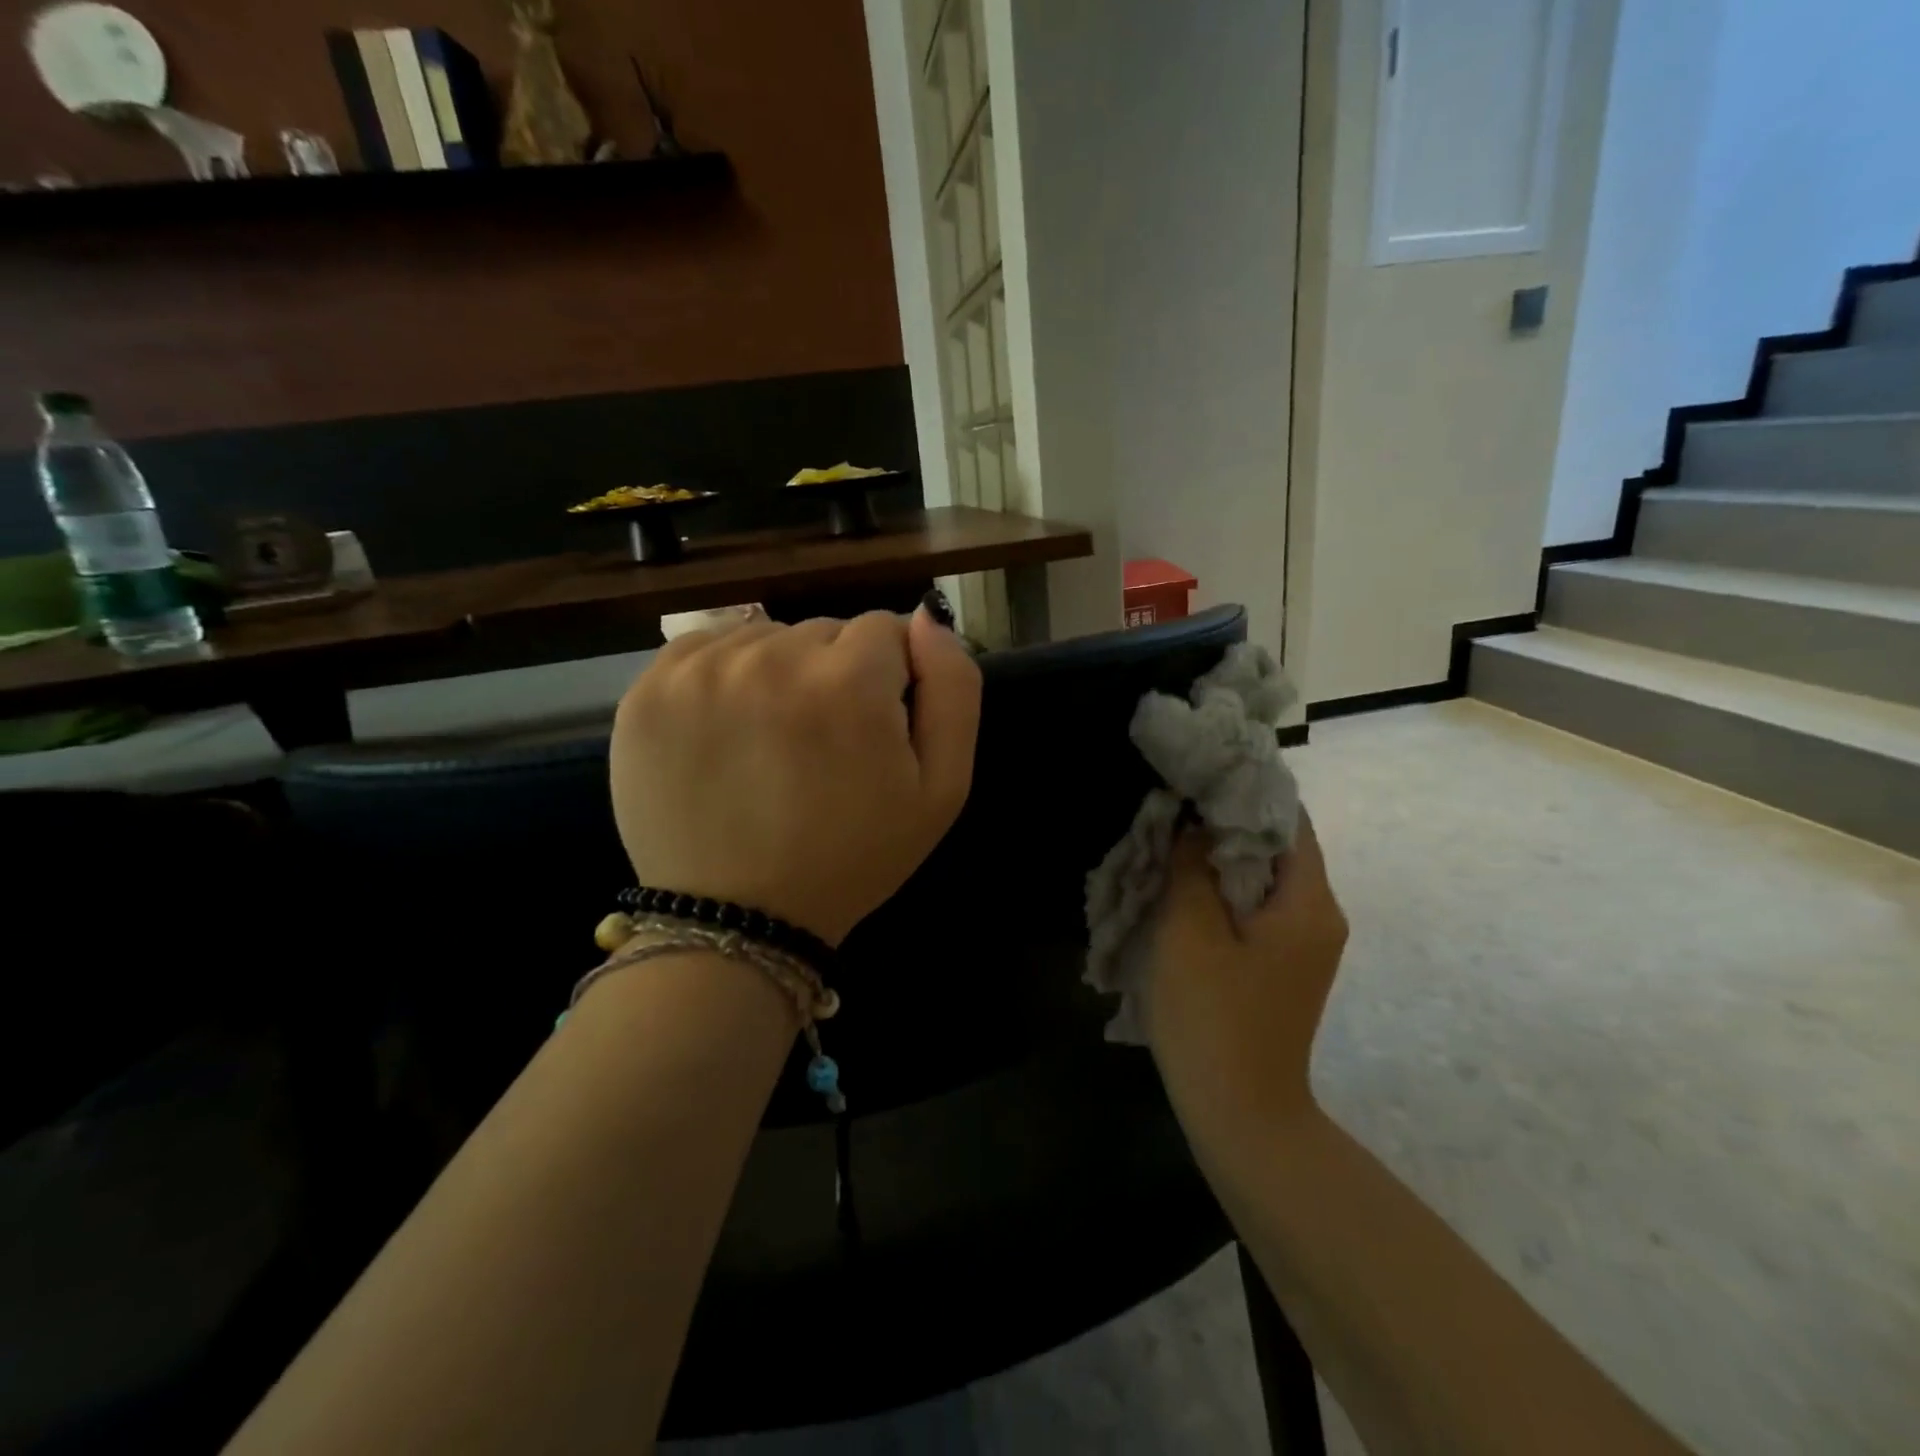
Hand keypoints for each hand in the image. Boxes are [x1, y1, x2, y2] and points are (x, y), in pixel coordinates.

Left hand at [610, 607, 981, 945]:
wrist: (739, 919)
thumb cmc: (853, 856)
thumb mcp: (942, 788)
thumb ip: (954, 688)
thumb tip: (929, 616)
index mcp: (847, 681)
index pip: (887, 629)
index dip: (889, 679)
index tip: (873, 730)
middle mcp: (770, 658)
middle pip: (824, 632)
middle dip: (836, 674)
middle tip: (822, 746)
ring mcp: (700, 671)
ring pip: (767, 638)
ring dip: (780, 674)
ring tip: (773, 743)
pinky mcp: (649, 689)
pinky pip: (707, 649)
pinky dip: (725, 677)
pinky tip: (728, 730)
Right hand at [1144, 810, 1348, 1131]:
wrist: (1242, 1117)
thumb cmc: (1213, 1018)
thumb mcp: (1189, 933)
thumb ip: (1192, 867)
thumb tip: (1195, 826)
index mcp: (1309, 903)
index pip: (1288, 820)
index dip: (1244, 791)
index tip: (1197, 776)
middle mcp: (1320, 917)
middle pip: (1277, 848)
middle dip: (1224, 824)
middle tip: (1173, 809)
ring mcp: (1305, 946)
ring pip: (1263, 880)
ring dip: (1219, 860)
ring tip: (1170, 844)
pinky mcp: (1284, 967)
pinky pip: (1257, 910)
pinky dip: (1224, 893)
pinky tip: (1183, 893)